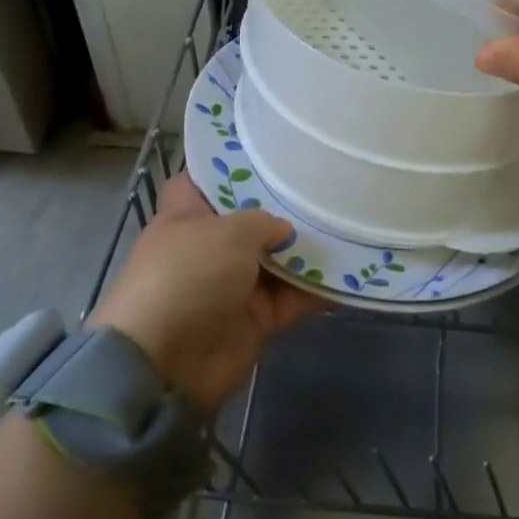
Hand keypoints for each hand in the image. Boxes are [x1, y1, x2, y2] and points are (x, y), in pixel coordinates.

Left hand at [88, 174, 325, 412]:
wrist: (167, 363)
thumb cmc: (188, 276)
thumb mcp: (229, 232)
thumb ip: (263, 221)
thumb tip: (283, 230)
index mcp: (186, 217)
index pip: (205, 181)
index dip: (230, 167)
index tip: (268, 154)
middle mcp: (208, 248)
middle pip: (250, 221)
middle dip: (283, 208)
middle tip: (324, 185)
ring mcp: (231, 286)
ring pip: (276, 260)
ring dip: (307, 250)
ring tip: (347, 224)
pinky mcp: (253, 320)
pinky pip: (291, 299)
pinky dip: (316, 290)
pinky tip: (352, 273)